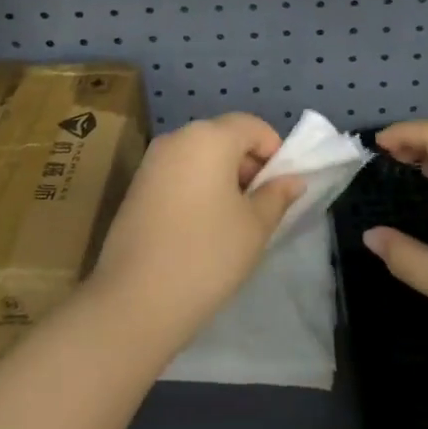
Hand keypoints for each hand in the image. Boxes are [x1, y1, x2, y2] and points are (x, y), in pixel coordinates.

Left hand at [88, 113, 302, 352]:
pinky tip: (202, 227)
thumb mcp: (255, 226)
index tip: (281, 188)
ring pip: (200, 156)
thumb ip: (277, 195)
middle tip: (260, 207)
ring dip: (223, 177)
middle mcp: (177, 138)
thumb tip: (292, 180)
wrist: (134, 302)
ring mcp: (151, 161)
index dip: (274, 152)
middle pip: (224, 137)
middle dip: (248, 164)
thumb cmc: (207, 255)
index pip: (252, 126)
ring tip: (232, 221)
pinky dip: (198, 187)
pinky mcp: (136, 186)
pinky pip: (179, 173)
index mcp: (209, 137)